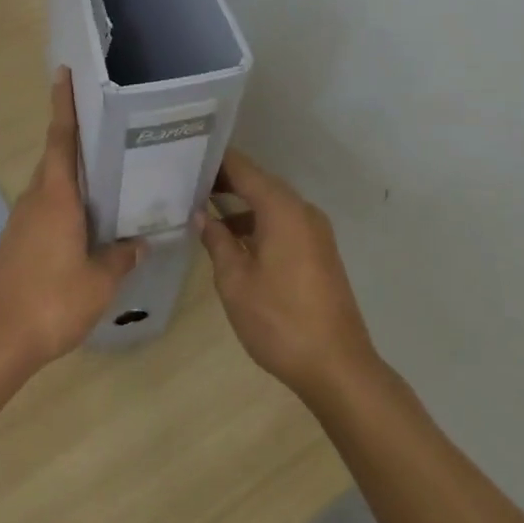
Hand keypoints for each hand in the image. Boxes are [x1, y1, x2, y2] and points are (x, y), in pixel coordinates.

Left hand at [0, 67, 140, 379]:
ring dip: (73, 176)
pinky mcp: (16, 244)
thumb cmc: (49, 301)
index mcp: (56, 196)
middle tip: (108, 126)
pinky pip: (46, 211)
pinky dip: (66, 205)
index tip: (63, 73)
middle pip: (56, 158)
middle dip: (76, 138)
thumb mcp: (98, 283)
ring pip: (51, 186)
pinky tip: (87, 224)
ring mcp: (22, 223)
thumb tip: (139, 242)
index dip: (64, 104)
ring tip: (108, 176)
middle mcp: (35, 200)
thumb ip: (120, 258)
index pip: (61, 138)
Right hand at [199, 149, 377, 404]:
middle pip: (258, 182)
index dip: (214, 160)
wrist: (338, 367)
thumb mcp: (235, 281)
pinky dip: (257, 222)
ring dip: (240, 204)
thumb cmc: (280, 321)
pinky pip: (283, 222)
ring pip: (271, 204)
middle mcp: (302, 210)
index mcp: (282, 209)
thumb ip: (217, 241)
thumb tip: (202, 215)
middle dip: (224, 181)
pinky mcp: (319, 251)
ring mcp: (315, 231)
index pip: (243, 168)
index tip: (185, 155)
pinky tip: (233, 239)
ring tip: (201, 209)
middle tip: (185, 182)